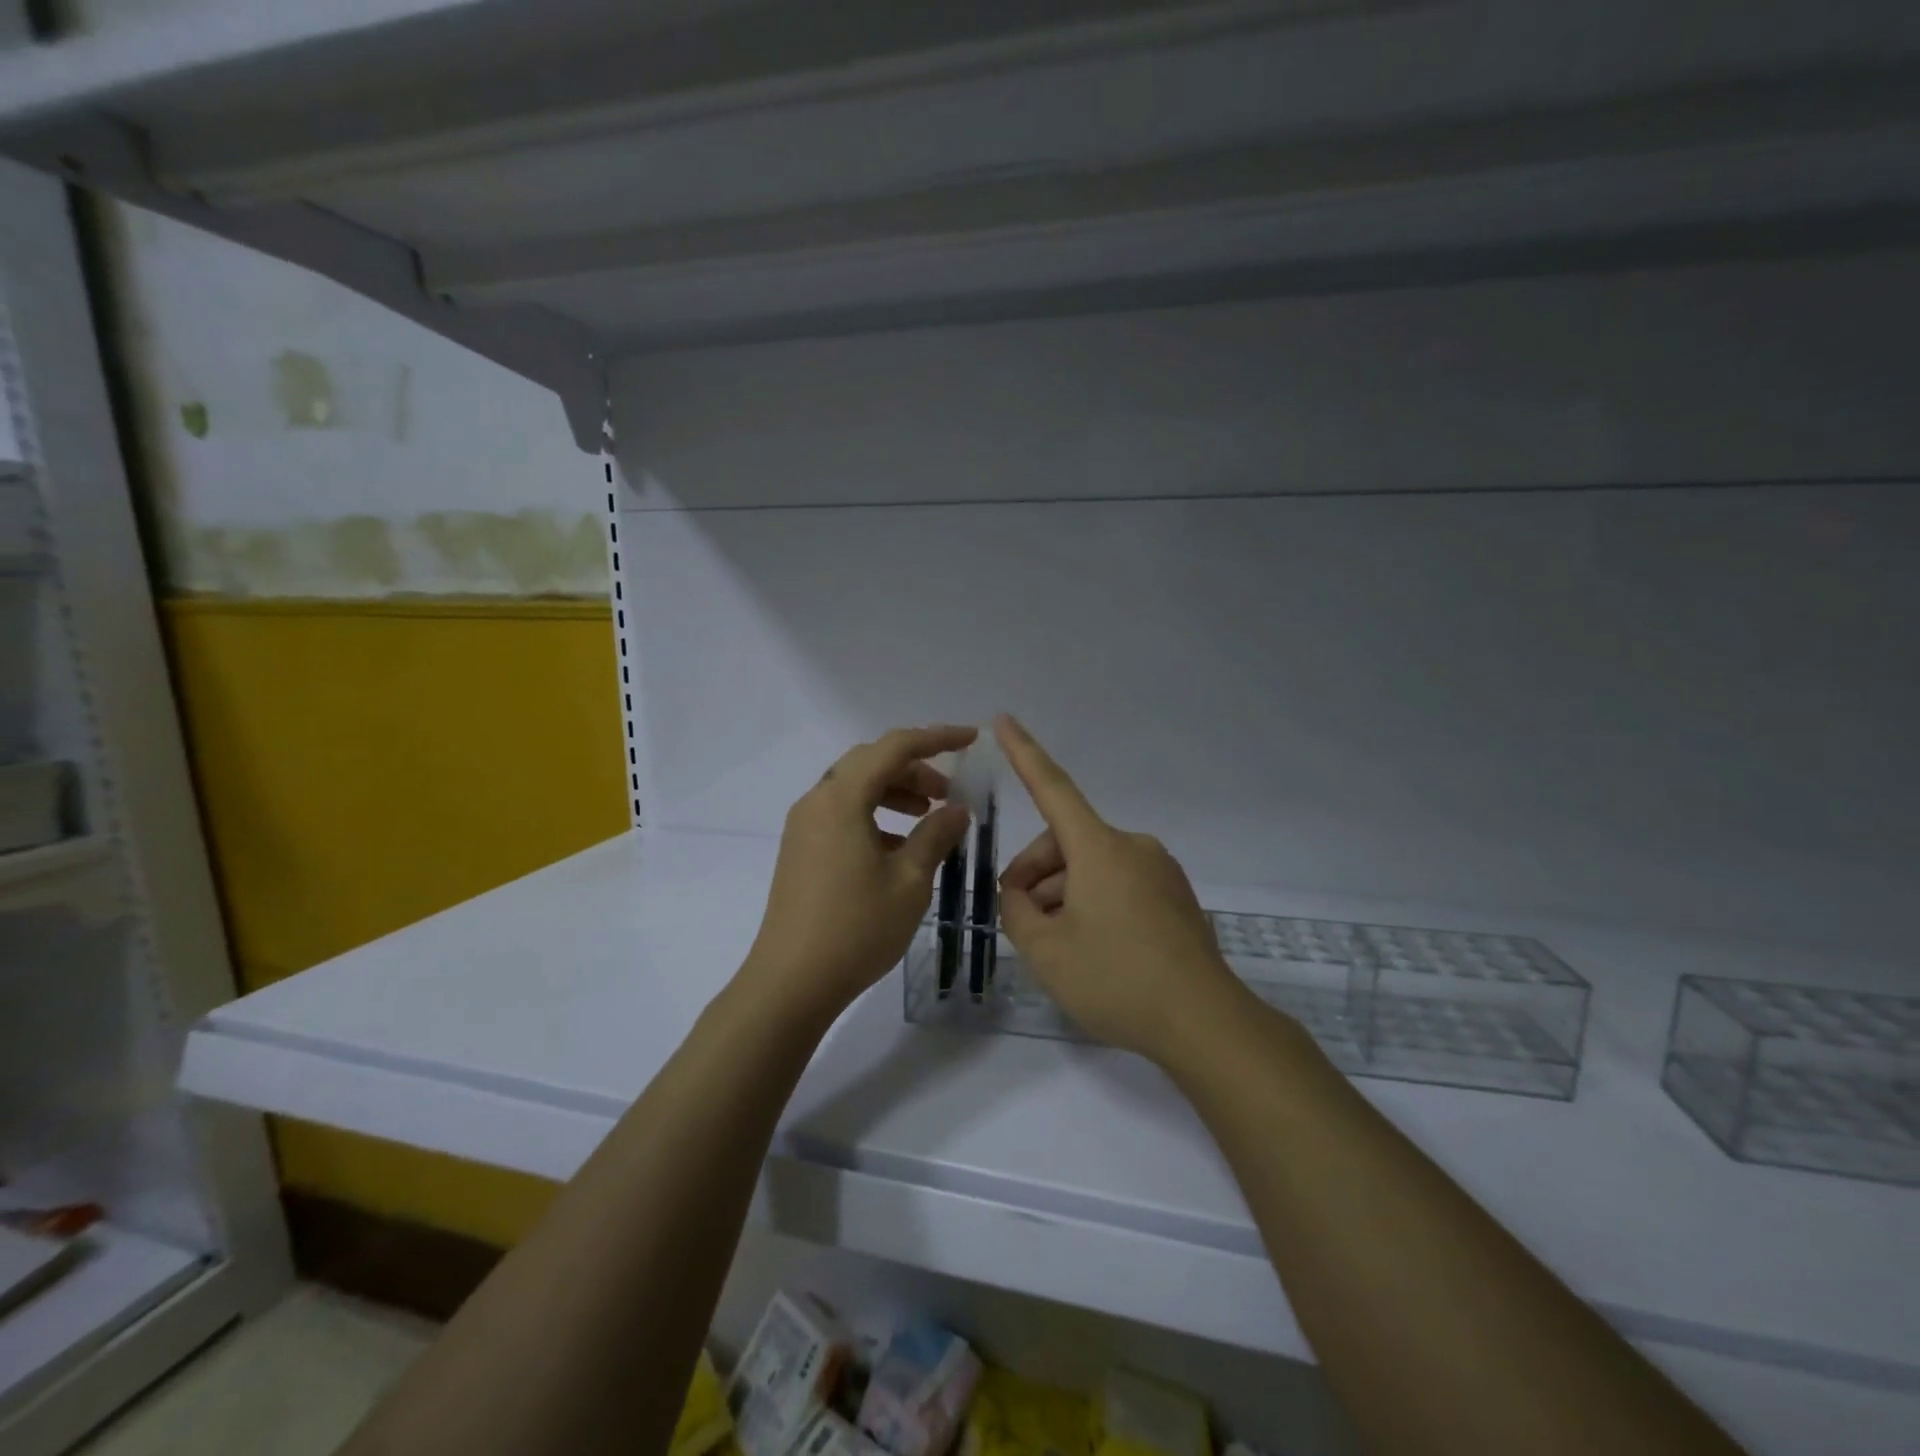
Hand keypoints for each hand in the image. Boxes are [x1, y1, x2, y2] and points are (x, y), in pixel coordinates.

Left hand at [740, 726, 977, 1025]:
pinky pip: (841, 813)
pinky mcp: (800, 849)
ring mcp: (803, 826)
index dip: (937, 738)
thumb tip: (957, 809)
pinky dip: (873, 815)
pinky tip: (897, 846)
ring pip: (854, 788)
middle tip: (948, 792)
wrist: (790, 982)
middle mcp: (817, 800)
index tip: (971, 740)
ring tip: (927, 816)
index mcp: (842, 798)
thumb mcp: (909, 881)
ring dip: (894, 791)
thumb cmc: (856, 928)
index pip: (895, 747)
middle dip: (914, 768)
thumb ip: (936, 835)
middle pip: (870, 763)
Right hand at [994, 715, 1244, 1062]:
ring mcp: (1159, 871)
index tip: (1004, 720)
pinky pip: (1120, 884)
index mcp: (1100, 847)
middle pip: (1066, 843)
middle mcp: (1132, 847)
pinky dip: (1094, 903)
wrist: (1205, 1023)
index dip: (1024, 753)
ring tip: (1056, 946)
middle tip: (1020, 921)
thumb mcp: (1046, 951)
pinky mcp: (1175, 897)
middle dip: (1035, 874)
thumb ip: (1017, 913)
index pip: (1052, 788)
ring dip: (1064, 894)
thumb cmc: (1116, 979)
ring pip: (1091, 867)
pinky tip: (1092, 948)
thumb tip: (1019, 894)